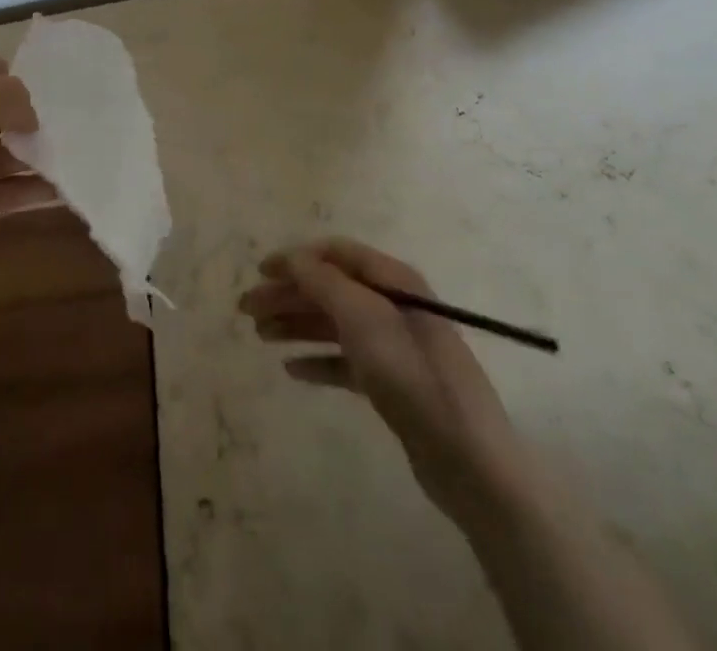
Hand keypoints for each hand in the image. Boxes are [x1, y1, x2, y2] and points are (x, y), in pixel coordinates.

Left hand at [0, 54, 57, 319]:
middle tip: (82, 125)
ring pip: (15, 153)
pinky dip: (41, 190)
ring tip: (88, 155)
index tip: (54, 91)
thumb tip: (33, 116)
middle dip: (39, 115)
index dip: (18, 74)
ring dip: (45, 153)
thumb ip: (2, 99)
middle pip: (6, 111)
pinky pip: (16, 192)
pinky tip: (73, 190)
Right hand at [240, 238, 529, 526]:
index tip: (259, 271)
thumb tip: (293, 257)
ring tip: (260, 337)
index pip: (336, 254)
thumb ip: (323, 282)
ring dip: (295, 325)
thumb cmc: (412, 376)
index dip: (296, 258)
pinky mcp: (393, 384)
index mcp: (393, 280)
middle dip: (287, 295)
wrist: (469, 461)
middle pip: (330, 289)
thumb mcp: (363, 318)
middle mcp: (393, 306)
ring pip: (334, 324)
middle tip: (246, 310)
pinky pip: (345, 361)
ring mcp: (394, 346)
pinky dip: (317, 360)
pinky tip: (292, 370)